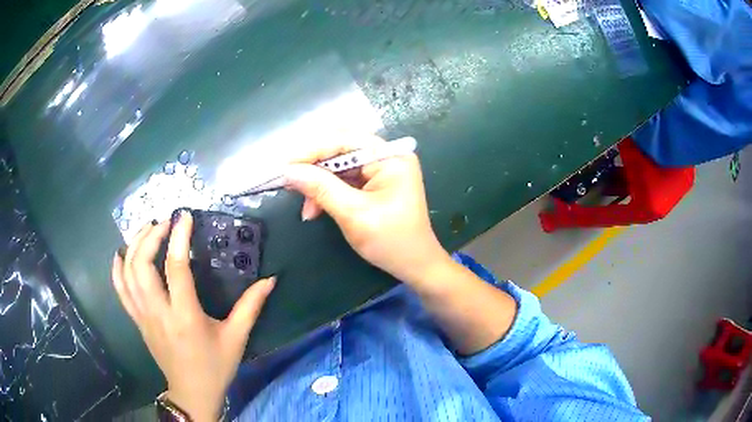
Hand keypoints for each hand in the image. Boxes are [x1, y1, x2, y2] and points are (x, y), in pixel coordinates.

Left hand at [111, 211, 274, 421]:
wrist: (192, 392)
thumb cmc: (215, 366)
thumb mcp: (236, 338)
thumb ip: (251, 306)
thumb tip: (270, 279)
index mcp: (185, 316)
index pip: (176, 268)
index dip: (179, 237)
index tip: (184, 216)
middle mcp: (158, 313)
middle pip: (142, 265)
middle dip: (150, 236)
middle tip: (164, 222)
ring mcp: (143, 316)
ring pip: (128, 274)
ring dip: (134, 246)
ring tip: (147, 230)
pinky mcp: (137, 321)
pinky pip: (120, 291)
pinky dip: (117, 269)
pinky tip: (121, 253)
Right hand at [284, 135, 451, 286]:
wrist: (415, 266)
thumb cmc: (390, 241)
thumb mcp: (353, 214)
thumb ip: (321, 188)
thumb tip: (288, 171)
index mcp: (390, 157)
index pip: (345, 141)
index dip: (313, 150)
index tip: (285, 165)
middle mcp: (387, 157)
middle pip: (341, 151)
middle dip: (314, 169)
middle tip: (289, 183)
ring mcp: (382, 170)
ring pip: (339, 167)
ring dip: (319, 185)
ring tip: (306, 208)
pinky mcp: (375, 184)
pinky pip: (345, 181)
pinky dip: (328, 193)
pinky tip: (316, 209)